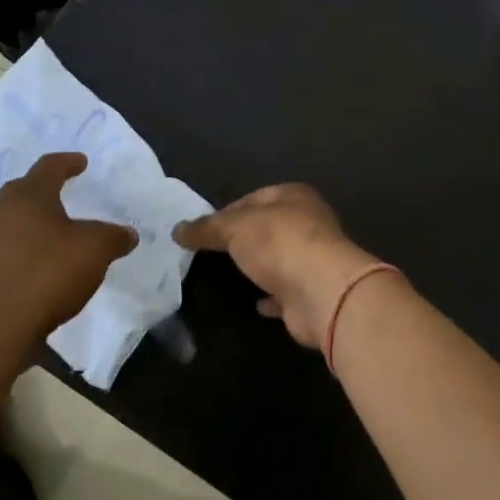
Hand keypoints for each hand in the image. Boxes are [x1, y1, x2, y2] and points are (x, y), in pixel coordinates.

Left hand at [0, 153, 136, 342]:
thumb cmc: (48, 274)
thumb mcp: (95, 250)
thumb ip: (114, 236)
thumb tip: (128, 234)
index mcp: (29, 195)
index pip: (50, 166)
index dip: (69, 162)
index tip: (82, 163)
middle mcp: (2, 209)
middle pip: (26, 189)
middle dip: (47, 188)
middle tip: (66, 191)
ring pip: (14, 217)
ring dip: (35, 219)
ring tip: (56, 230)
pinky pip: (8, 243)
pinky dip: (25, 244)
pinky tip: (40, 260)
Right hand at [173, 184, 387, 350]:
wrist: (322, 293)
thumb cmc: (279, 244)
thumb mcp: (234, 227)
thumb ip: (206, 228)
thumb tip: (177, 230)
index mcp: (294, 196)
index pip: (254, 197)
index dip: (227, 211)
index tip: (203, 229)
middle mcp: (308, 223)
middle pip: (268, 228)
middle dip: (243, 239)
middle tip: (211, 252)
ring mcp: (313, 260)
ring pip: (278, 259)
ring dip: (259, 266)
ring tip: (227, 275)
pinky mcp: (312, 293)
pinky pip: (285, 292)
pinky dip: (270, 296)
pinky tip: (253, 302)